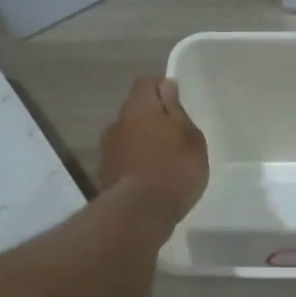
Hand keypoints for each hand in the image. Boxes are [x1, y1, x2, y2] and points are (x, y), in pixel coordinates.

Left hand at [99, 76, 207, 224]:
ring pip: (129, 136)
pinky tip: (152, 180)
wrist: (139, 213)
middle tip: (176, 136)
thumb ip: (176, 110)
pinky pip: (125, 160)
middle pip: (136, 111)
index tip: (179, 105)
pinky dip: (136, 164)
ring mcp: (107, 150)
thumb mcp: (190, 136)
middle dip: (153, 119)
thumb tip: (166, 85)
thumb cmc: (174, 168)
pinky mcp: (105, 175)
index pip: (146, 83)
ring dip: (143, 143)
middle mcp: (117, 123)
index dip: (163, 89)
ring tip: (165, 161)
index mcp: (138, 107)